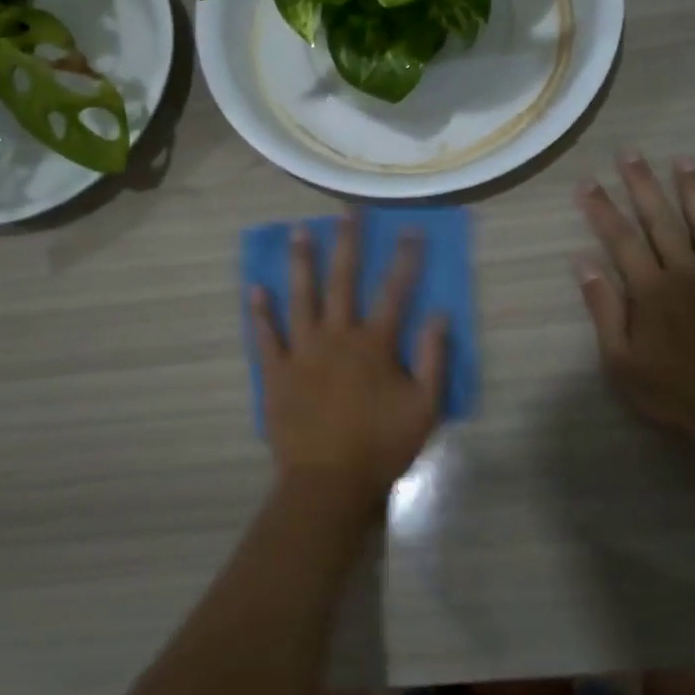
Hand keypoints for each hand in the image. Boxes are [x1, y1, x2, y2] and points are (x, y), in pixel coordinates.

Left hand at [250, 213, 448, 510]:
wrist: (329, 482)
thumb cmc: (382, 446)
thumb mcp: (424, 407)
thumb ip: (433, 359)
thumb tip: (439, 314)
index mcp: (374, 344)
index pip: (394, 291)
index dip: (405, 259)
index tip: (410, 229)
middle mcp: (337, 336)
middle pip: (342, 280)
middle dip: (346, 243)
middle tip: (346, 212)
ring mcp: (303, 351)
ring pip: (301, 297)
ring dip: (300, 263)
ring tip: (298, 231)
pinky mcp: (277, 371)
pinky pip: (266, 336)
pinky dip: (260, 312)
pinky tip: (255, 288)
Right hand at [574, 153, 694, 442]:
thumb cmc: (671, 391)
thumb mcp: (620, 360)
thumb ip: (604, 308)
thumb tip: (584, 263)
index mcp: (650, 288)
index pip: (621, 238)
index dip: (602, 208)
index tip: (587, 182)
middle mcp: (686, 271)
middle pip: (661, 219)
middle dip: (642, 184)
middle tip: (630, 153)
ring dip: (694, 190)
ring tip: (683, 160)